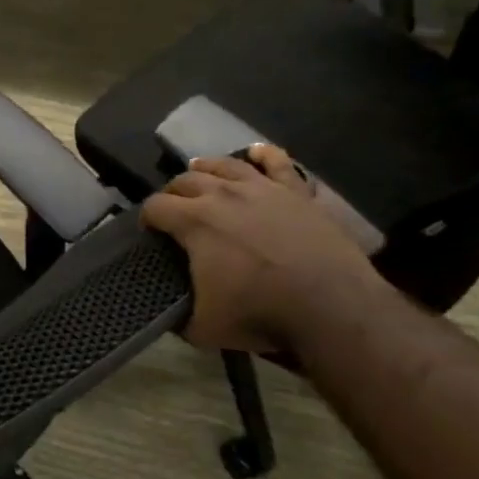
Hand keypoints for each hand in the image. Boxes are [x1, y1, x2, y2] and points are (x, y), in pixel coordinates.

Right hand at [142, 144, 385, 353]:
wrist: (332, 307)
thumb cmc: (260, 314)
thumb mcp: (201, 326)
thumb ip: (176, 313)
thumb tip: (166, 310)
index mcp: (194, 221)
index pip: (155, 207)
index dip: (146, 219)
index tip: (148, 233)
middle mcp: (223, 194)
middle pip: (185, 180)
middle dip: (172, 193)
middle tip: (172, 211)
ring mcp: (263, 189)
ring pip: (225, 165)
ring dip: (206, 168)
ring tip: (199, 172)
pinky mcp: (297, 193)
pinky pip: (278, 163)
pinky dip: (264, 155)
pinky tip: (256, 152)